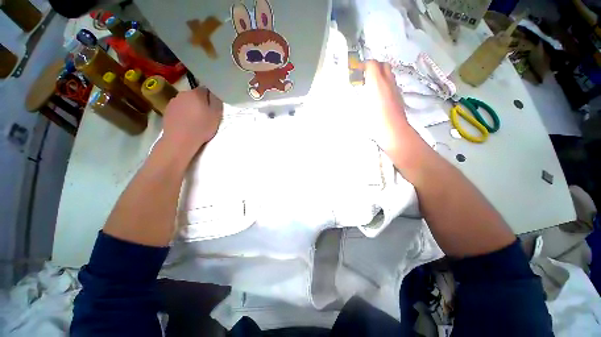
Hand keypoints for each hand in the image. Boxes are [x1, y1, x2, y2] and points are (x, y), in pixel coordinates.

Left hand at [162, 87, 222, 157]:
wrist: (180, 140)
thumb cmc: (201, 127)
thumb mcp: (216, 115)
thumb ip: (216, 101)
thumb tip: (214, 93)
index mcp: (196, 93)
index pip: (206, 89)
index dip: (211, 98)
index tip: (214, 108)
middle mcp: (183, 93)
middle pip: (195, 95)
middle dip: (201, 102)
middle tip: (206, 115)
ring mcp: (173, 102)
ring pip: (186, 102)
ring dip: (191, 108)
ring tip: (195, 120)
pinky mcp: (167, 110)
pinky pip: (179, 109)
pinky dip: (183, 113)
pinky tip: (186, 123)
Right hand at [361, 60, 410, 155]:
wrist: (393, 130)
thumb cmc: (375, 120)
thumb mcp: (361, 108)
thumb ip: (359, 96)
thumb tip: (356, 91)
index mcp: (377, 83)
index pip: (372, 64)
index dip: (363, 65)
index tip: (356, 71)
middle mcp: (388, 82)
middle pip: (383, 65)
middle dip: (374, 67)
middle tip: (364, 76)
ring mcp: (395, 89)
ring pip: (389, 75)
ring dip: (380, 75)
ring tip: (370, 86)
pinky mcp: (399, 97)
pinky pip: (391, 85)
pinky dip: (385, 85)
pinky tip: (378, 96)